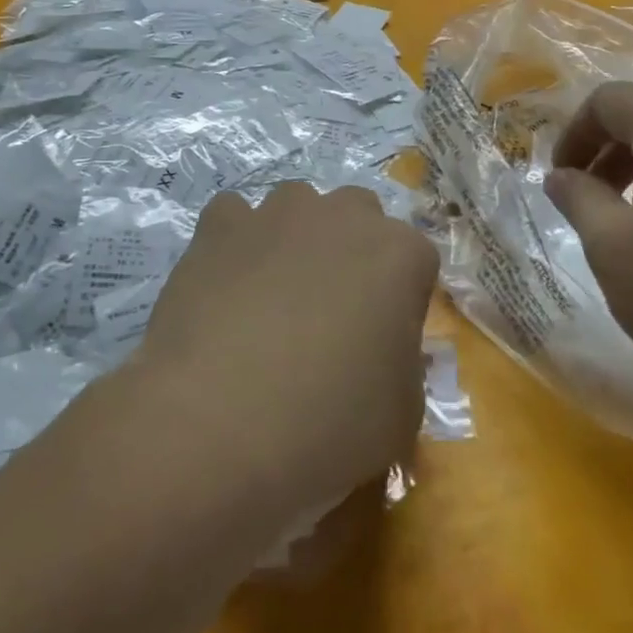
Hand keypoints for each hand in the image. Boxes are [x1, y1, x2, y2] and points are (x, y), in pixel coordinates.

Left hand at [135, 183, 438, 517]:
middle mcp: (342, 216)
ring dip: (295, 238)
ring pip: (298, 206)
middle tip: (332, 313)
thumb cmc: (327, 426)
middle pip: (359, 216)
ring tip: (272, 297)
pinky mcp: (219, 225)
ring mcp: (276, 214)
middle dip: (352, 252)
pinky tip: (225, 285)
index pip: (415, 260)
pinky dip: (235, 242)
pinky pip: (234, 216)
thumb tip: (382, 349)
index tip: (382, 341)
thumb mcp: (401, 415)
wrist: (217, 426)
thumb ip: (403, 363)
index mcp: (399, 255)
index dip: (400, 300)